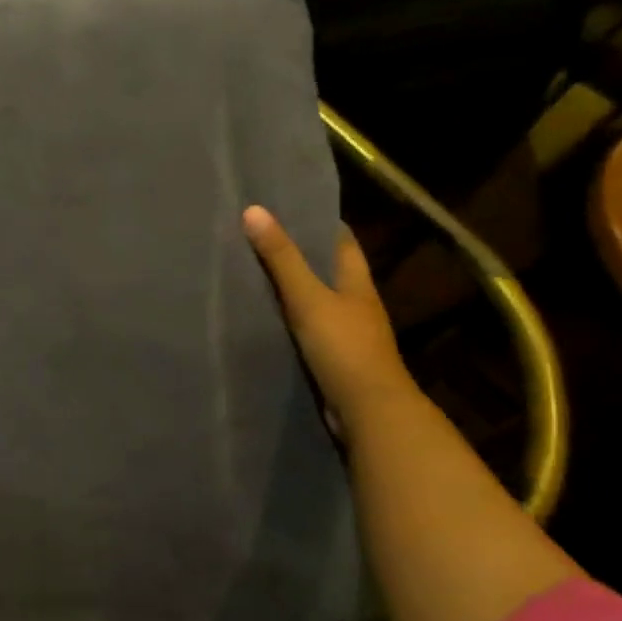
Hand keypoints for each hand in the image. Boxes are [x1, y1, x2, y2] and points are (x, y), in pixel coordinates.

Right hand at [242, 207, 418, 429]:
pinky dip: (288, 321)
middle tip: (260, 238)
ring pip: (316, 302)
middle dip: (300, 255)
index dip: (320, 223)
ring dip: (292, 290)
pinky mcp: (333, 360)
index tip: (289, 208)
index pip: (342, 242)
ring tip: (253, 274)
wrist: (368, 412)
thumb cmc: (344, 347)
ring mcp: (346, 334)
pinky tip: (264, 319)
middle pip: (327, 271)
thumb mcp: (308, 297)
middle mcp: (355, 304)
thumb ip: (281, 258)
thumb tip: (254, 210)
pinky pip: (307, 331)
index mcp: (357, 283)